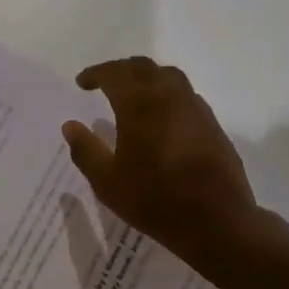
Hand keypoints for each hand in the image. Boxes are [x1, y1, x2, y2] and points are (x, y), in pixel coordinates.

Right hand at [62, 58, 264, 268]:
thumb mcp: (107, 182)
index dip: (95, 74)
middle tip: (105, 83)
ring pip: (168, 75)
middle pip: (142, 67)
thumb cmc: (155, 200)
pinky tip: (162, 115)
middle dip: (120, 70)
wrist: (218, 222)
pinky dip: (167, 93)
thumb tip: (70, 125)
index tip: (82, 83)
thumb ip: (85, 150)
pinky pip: (185, 94)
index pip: (113, 73)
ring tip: (134, 94)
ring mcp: (194, 107)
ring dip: (147, 77)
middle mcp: (167, 96)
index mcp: (138, 104)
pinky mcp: (211, 123)